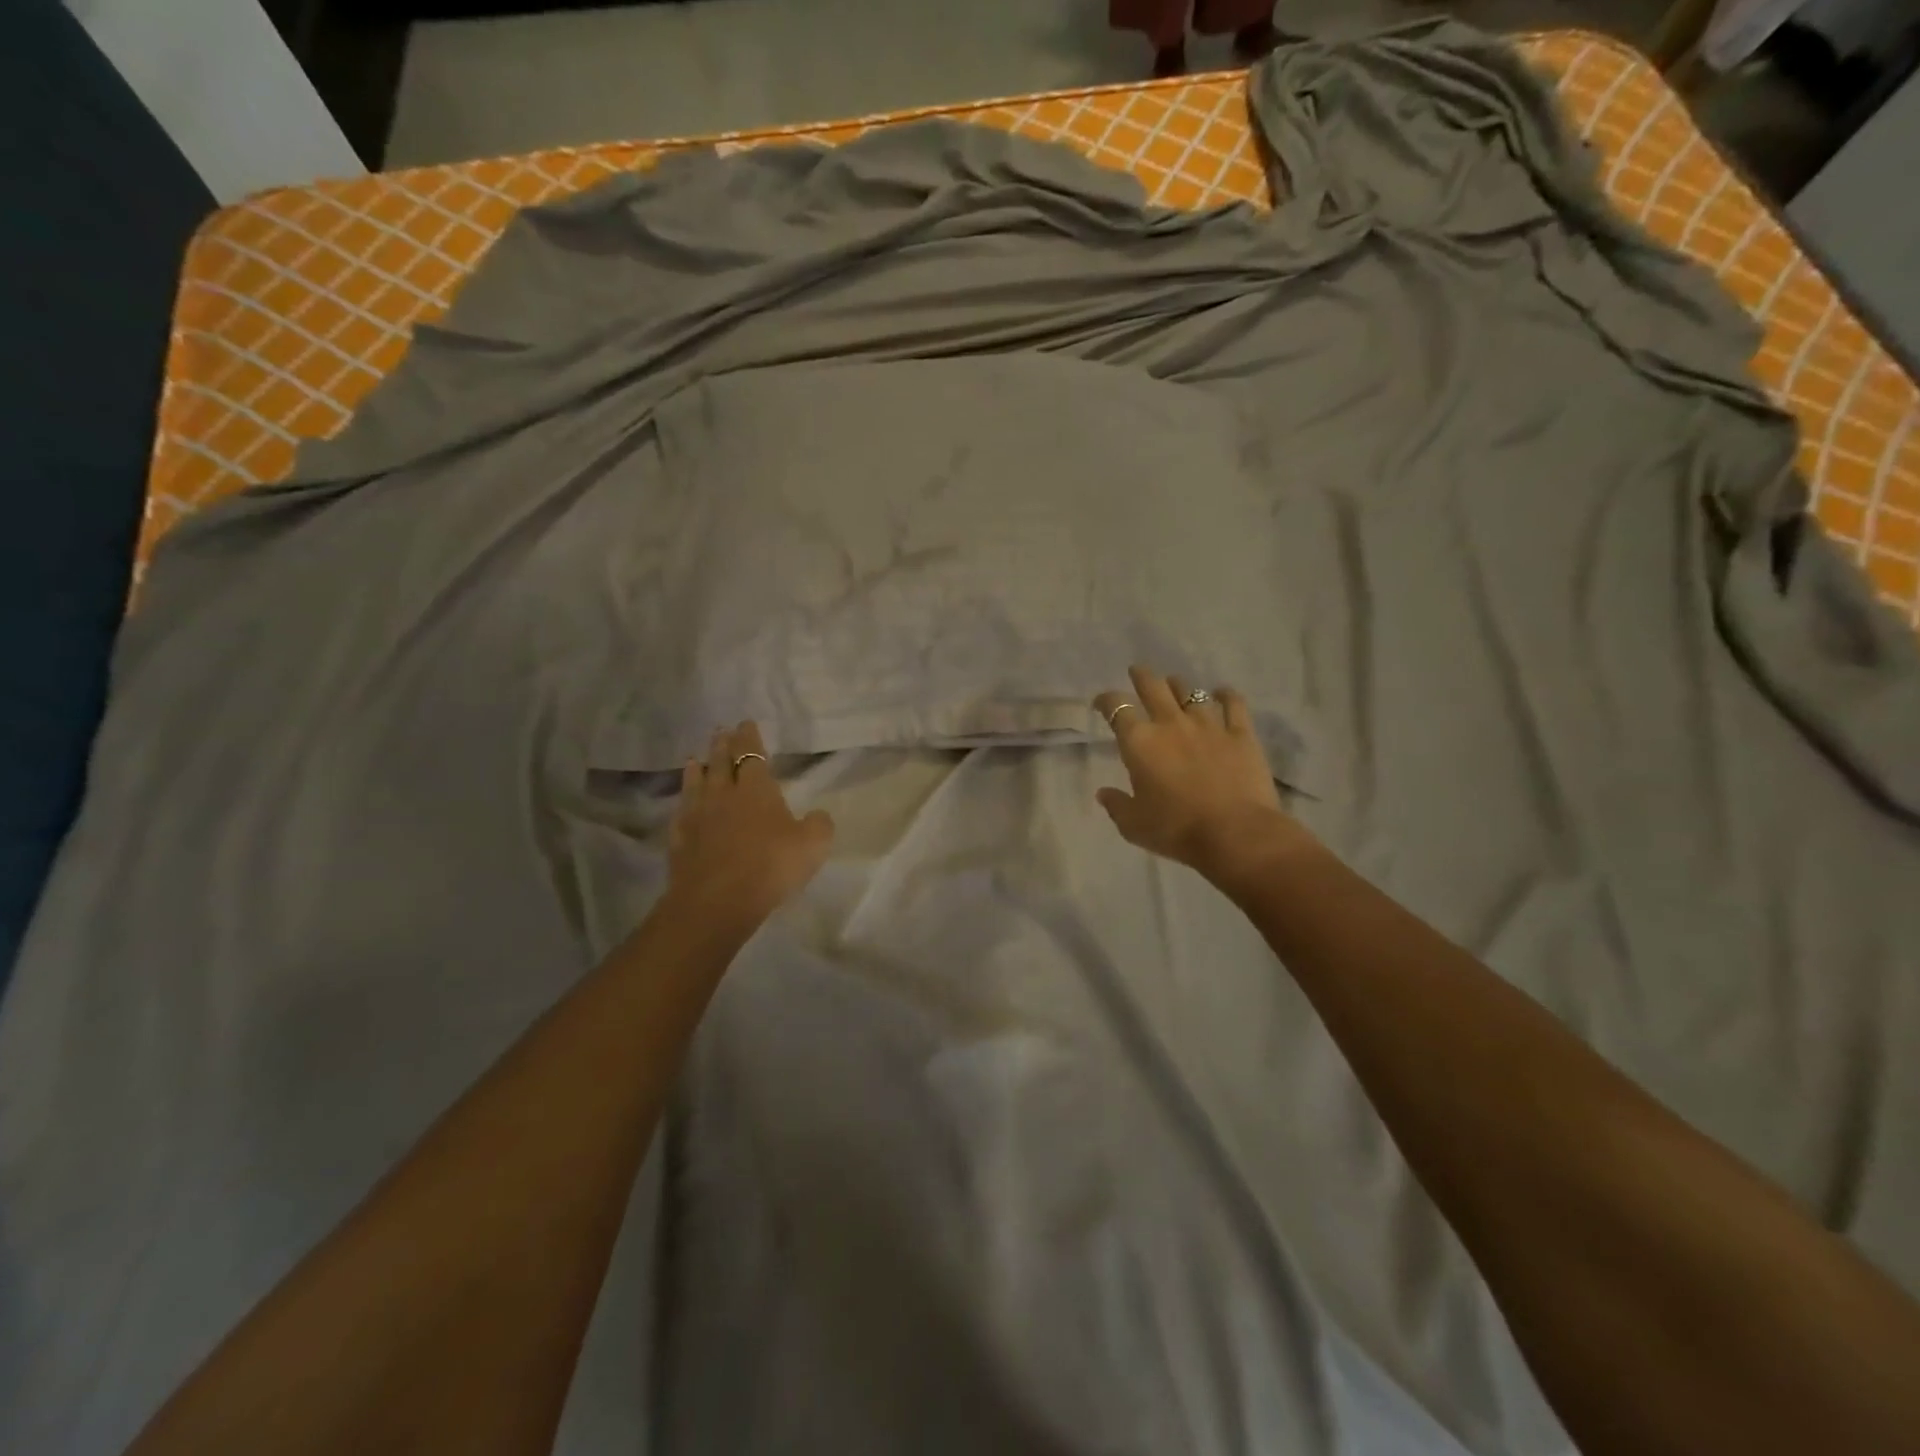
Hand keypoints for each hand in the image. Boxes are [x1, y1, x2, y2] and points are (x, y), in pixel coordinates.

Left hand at [666, 721, 833, 929]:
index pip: (752, 754)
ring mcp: (697, 817)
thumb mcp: (813, 845)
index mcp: (756, 789)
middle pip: (721, 763)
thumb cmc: (770, 866)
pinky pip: (681, 814)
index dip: (750, 738)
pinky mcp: (680, 841)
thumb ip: (819, 824)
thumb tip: (818, 815)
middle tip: (721, 732)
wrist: (716, 901)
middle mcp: (723, 795)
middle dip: (723, 746)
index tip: (746, 723)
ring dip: (698, 769)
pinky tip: (683, 804)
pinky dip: (683, 803)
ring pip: (696, 784)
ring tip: (696, 759)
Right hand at [1092, 666, 1316, 887]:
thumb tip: (1103, 793)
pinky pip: (1233, 704)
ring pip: (1190, 692)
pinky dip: (1226, 696)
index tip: (1101, 703)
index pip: (1116, 708)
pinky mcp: (1240, 734)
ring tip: (1174, 684)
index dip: (1105, 701)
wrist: (1235, 833)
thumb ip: (1116, 805)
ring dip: (1178, 685)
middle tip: (1137, 671)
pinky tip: (1222, 693)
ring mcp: (1208, 725)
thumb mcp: (1134, 825)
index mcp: (1139, 742)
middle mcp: (1171, 724)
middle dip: (1142, 676)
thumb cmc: (1176, 829)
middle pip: (1153, 687)